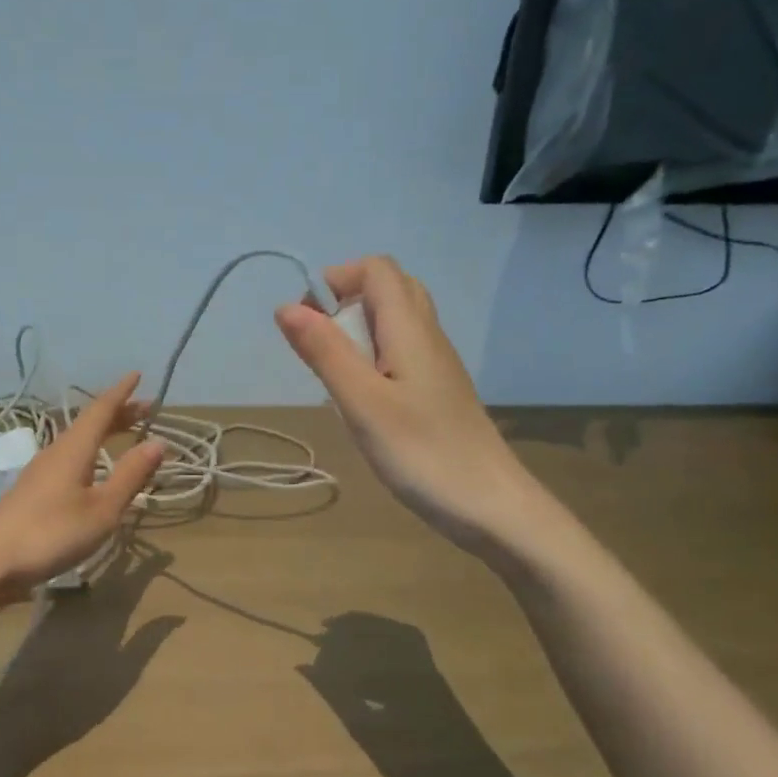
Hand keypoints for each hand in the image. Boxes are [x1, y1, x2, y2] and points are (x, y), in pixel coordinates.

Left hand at [0, 373, 165, 599]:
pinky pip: (67, 458)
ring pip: (76, 441)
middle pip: (88, 423)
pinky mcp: (31, 491)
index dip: (121, 393)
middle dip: (117, 414)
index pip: (101, 410)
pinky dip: (88, 453)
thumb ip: (130, 475)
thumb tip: (158, 441)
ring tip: (122, 435)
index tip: (137, 375)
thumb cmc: (52, 533)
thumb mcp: (103, 509)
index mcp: (74, 449)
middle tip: (144, 409)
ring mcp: (39, 471)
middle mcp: (55, 452)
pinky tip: (92, 470)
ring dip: (102, 433)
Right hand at [275, 256, 535, 548]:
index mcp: (410, 329)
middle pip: (389, 289)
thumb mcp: (362, 403)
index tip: (307, 319)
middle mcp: (427, 336)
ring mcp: (436, 365)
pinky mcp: (436, 392)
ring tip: (335, 373)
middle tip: (319, 343)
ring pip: (396, 322)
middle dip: (346, 301)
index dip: (337, 279)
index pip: (377, 269)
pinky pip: (401, 352)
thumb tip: (286, 307)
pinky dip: (372, 358)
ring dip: (358, 332)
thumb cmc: (422, 452)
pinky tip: (361, 399)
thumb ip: (325, 352)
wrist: (491, 507)